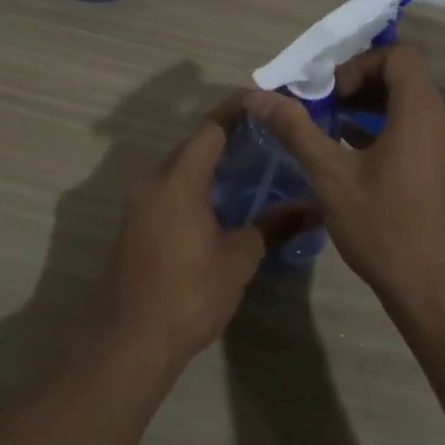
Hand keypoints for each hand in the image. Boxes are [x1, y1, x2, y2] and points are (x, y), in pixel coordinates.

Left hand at [109, 101, 320, 370]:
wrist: (133, 340)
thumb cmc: (190, 292)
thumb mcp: (240, 258)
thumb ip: (273, 225)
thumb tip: (312, 207)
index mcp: (179, 180)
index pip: (210, 129)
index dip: (237, 112)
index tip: (264, 104)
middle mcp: (152, 182)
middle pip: (191, 147)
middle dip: (226, 139)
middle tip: (265, 140)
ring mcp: (137, 205)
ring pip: (177, 170)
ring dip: (208, 165)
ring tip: (248, 170)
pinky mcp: (132, 227)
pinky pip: (166, 192)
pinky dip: (192, 187)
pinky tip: (217, 204)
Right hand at [244, 46, 444, 319]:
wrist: (439, 293)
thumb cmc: (385, 228)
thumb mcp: (331, 177)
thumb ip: (296, 130)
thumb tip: (257, 97)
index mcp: (422, 113)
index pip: (399, 57)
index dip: (360, 65)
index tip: (330, 94)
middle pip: (406, 80)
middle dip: (361, 86)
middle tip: (324, 109)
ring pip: (413, 110)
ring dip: (373, 111)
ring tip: (333, 132)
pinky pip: (421, 135)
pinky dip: (390, 134)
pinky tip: (357, 160)